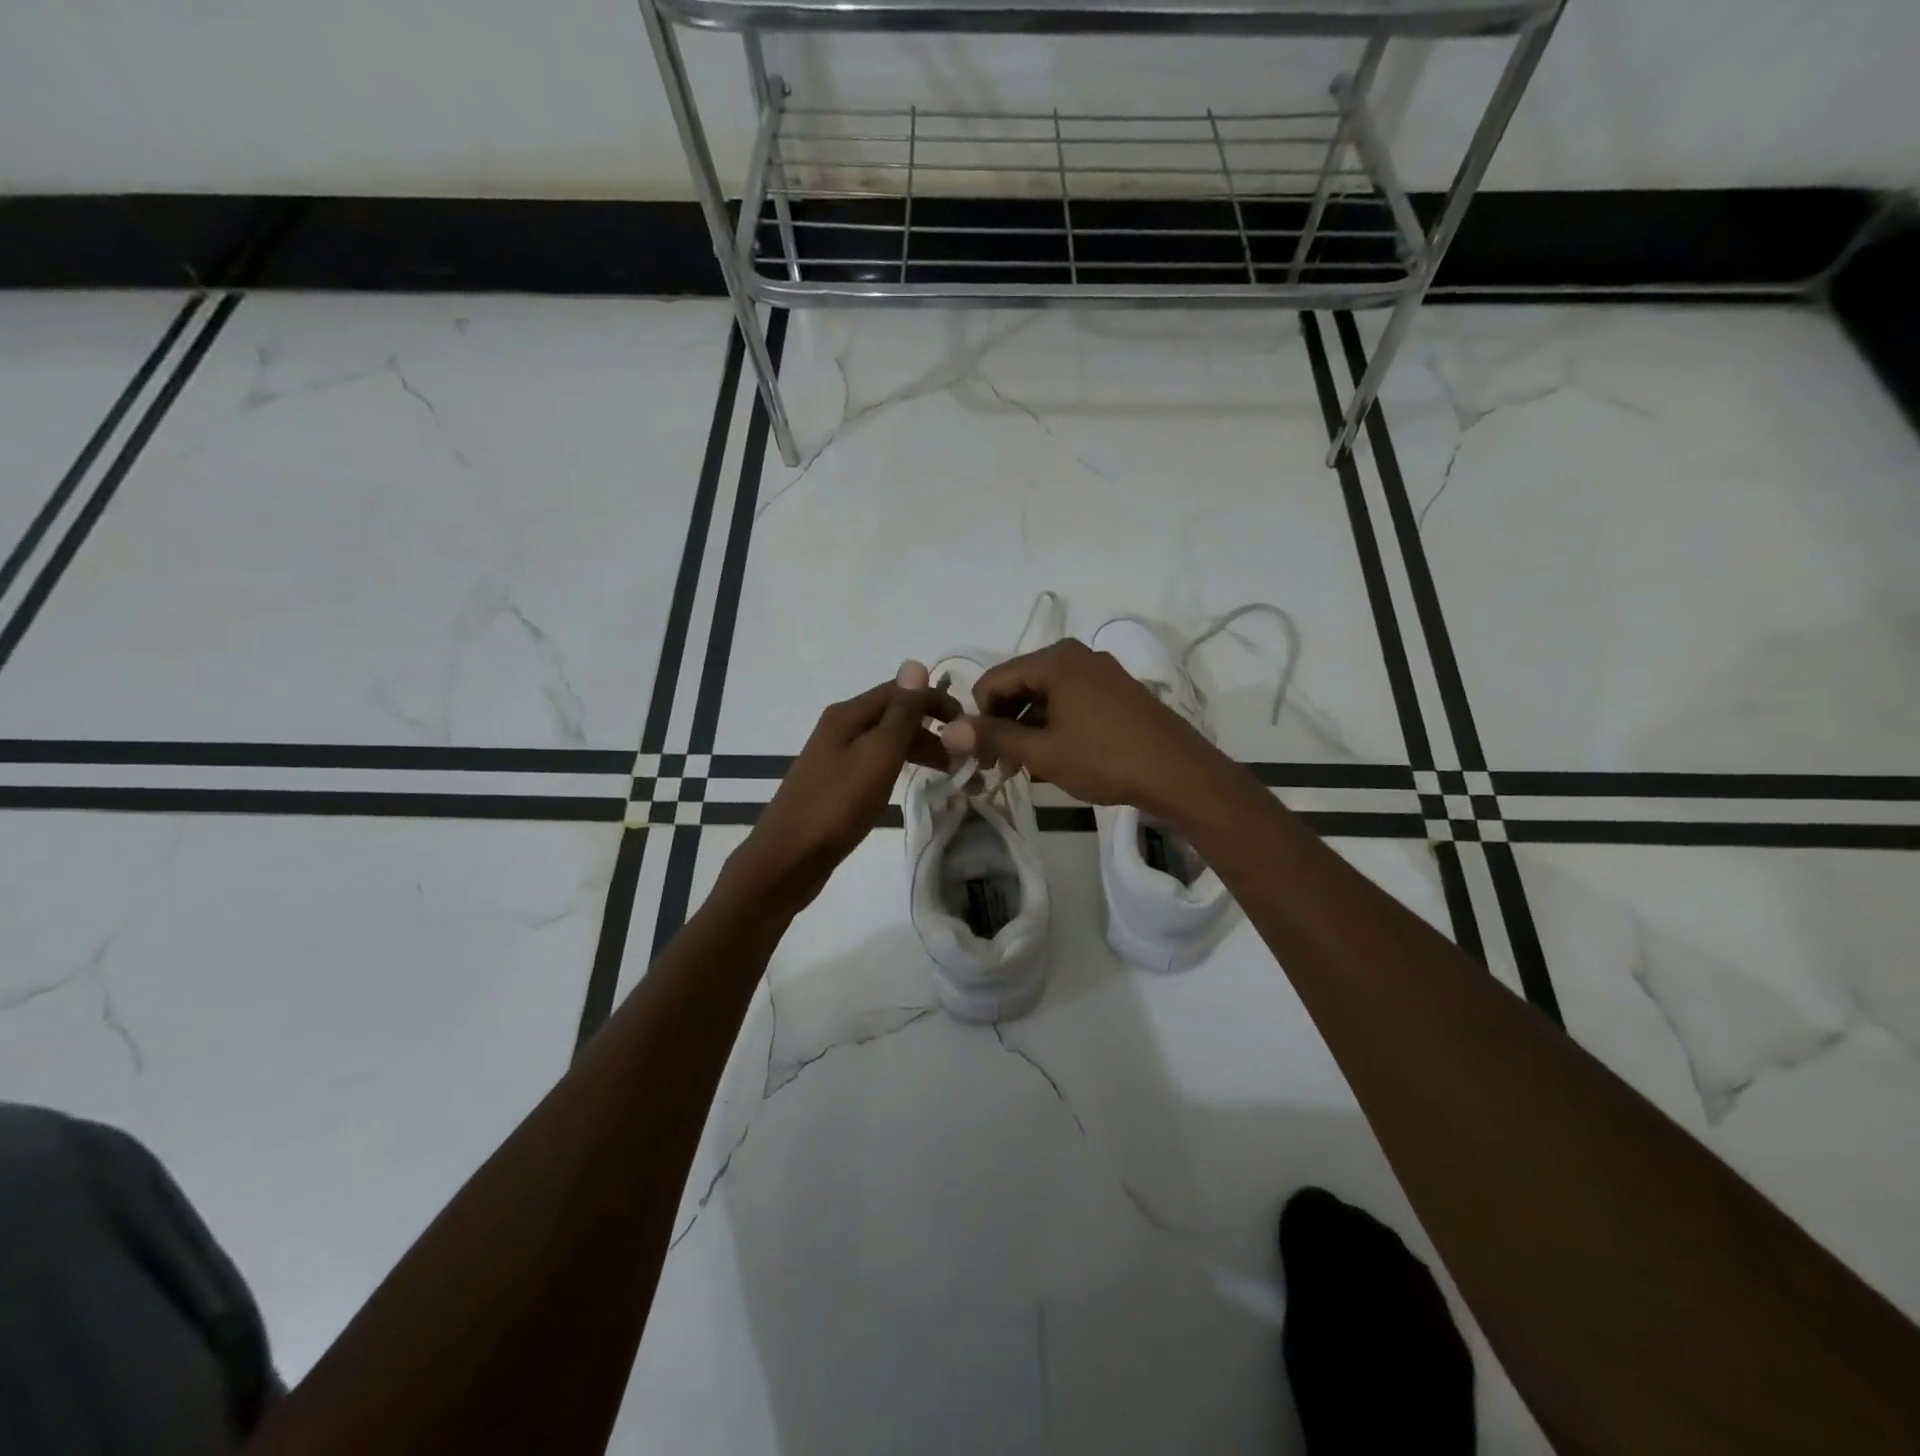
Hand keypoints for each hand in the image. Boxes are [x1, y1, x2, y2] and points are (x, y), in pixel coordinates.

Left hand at [723, 665, 958, 917]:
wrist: (788, 859)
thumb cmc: (837, 805)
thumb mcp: (877, 755)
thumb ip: (900, 713)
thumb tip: (914, 664)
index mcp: (848, 714)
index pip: (901, 691)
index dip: (936, 700)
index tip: (969, 724)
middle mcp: (840, 728)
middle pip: (894, 715)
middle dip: (932, 729)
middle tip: (964, 757)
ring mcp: (836, 757)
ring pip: (887, 742)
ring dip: (920, 750)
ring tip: (949, 774)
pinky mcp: (836, 784)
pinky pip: (876, 764)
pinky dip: (900, 768)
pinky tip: (912, 783)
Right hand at [940, 639, 1228, 819]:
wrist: (1179, 774)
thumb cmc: (1105, 759)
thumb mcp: (1042, 752)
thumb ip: (994, 737)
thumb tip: (950, 731)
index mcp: (1055, 660)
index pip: (993, 681)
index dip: (978, 719)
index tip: (979, 757)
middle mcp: (1076, 656)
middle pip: (1019, 686)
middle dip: (1004, 725)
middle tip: (999, 768)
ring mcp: (1101, 673)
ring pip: (1045, 697)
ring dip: (1028, 731)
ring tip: (1024, 771)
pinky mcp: (1117, 692)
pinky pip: (1070, 703)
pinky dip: (1054, 728)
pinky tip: (1054, 760)